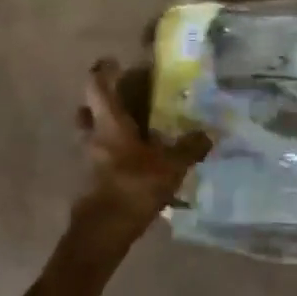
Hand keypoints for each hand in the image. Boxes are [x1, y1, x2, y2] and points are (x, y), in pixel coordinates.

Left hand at [69, 59, 211, 259]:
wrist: (102, 233)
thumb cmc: (132, 188)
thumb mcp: (170, 167)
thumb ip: (189, 149)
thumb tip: (209, 134)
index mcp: (108, 122)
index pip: (96, 85)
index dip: (103, 70)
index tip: (115, 62)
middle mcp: (93, 135)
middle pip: (89, 108)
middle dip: (104, 99)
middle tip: (126, 96)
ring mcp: (87, 158)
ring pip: (92, 133)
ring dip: (106, 127)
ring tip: (133, 129)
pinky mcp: (90, 179)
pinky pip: (99, 156)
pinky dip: (111, 152)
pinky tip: (134, 160)